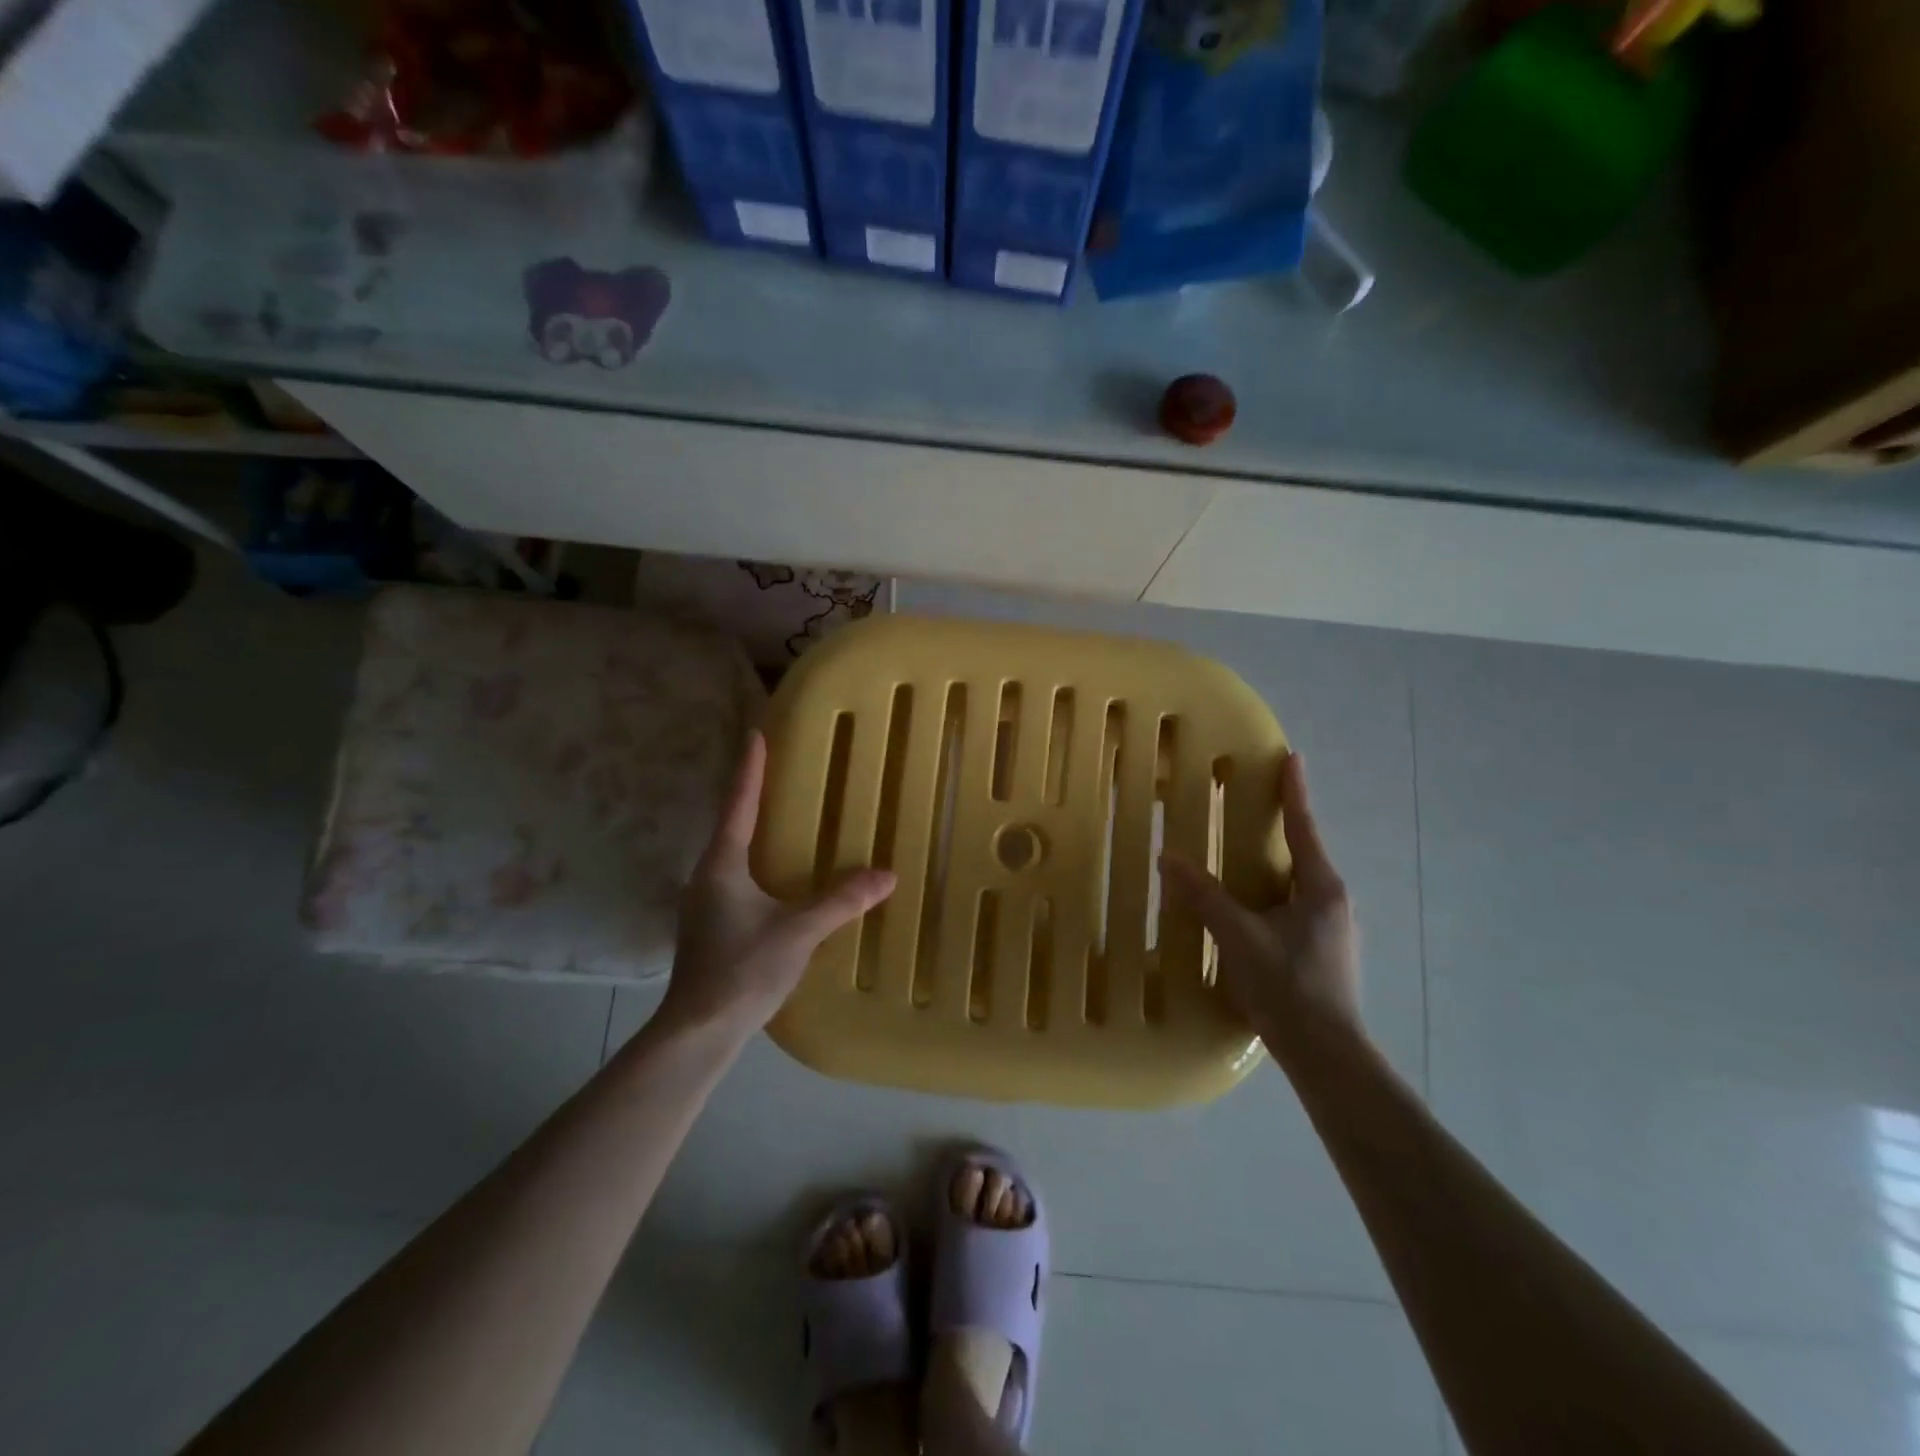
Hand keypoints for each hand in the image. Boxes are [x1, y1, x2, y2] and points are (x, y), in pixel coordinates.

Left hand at [660, 732, 896, 1038]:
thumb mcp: (798, 932)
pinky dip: (757, 864)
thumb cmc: (742, 970)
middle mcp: (707, 876)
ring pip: (732, 855)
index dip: (750, 768)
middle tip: (779, 771)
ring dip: (754, 832)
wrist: (698, 1031)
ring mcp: (704, 903)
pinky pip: (736, 879)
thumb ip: (841, 901)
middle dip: (753, 796)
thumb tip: (886, 875)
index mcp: (721, 865)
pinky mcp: (710, 927)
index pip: (738, 804)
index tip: (756, 733)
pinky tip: (777, 878)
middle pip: (731, 824)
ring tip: (782, 819)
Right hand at [1161, 752, 1360, 1045]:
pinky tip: (1249, 909)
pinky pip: (1294, 906)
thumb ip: (1204, 897)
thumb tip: (1169, 858)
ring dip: (1273, 864)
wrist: (1327, 1053)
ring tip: (1242, 855)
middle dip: (1281, 826)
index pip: (1305, 827)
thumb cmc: (1288, 986)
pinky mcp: (1324, 951)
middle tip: (1252, 803)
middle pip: (1304, 852)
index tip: (1292, 758)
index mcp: (1321, 887)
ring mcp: (1332, 928)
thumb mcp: (1238, 937)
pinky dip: (1271, 893)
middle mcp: (1333, 901)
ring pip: (1298, 883)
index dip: (1295, 791)